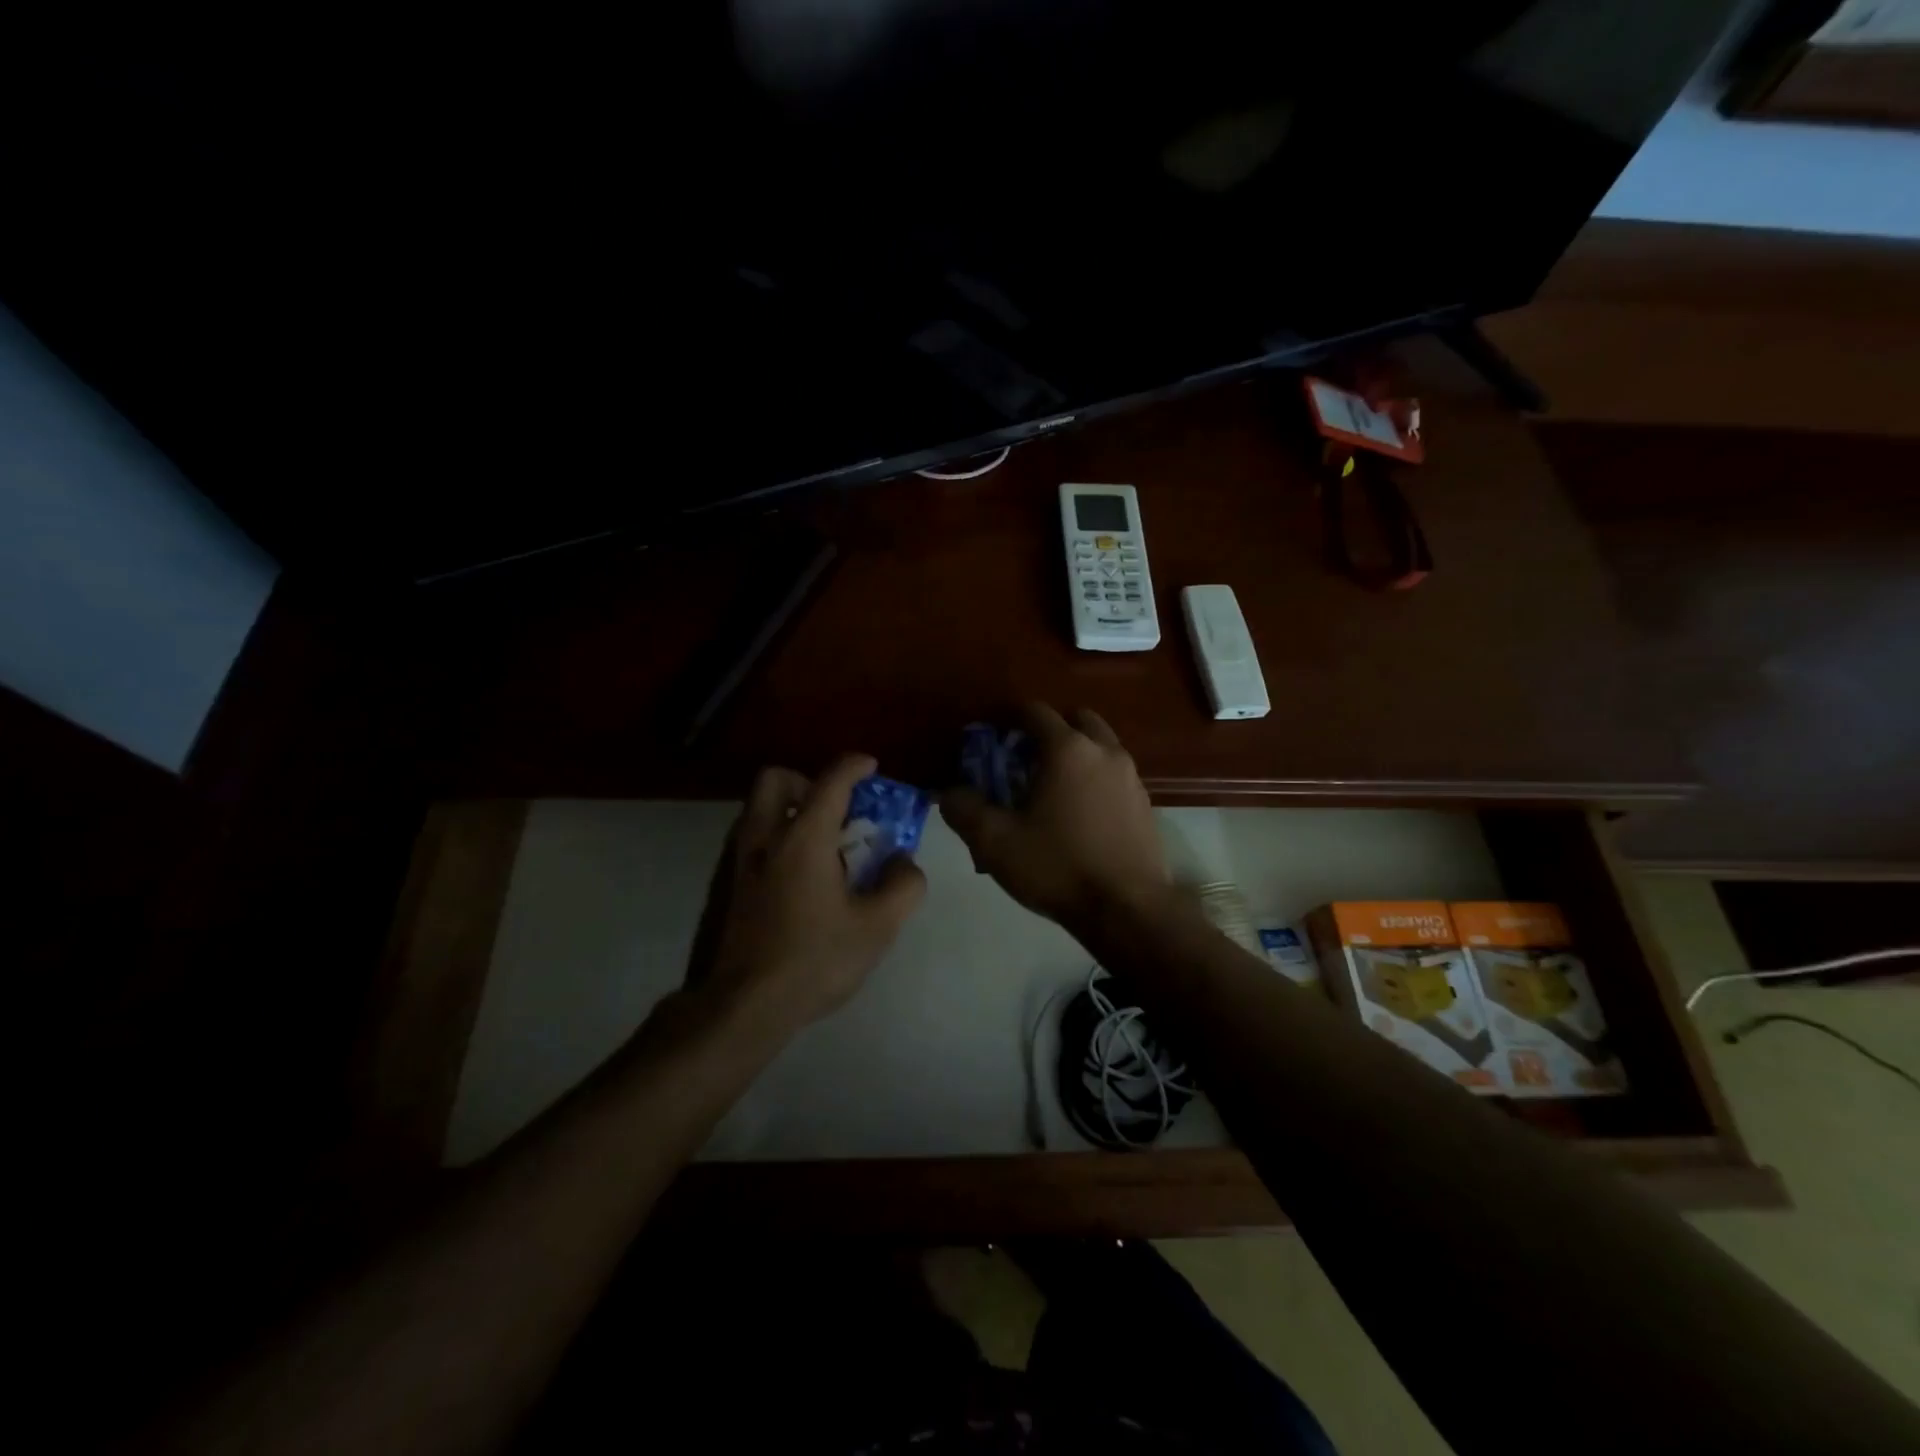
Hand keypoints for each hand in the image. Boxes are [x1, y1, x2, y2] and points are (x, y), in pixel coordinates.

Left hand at [690, 753, 926, 1034]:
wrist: (743, 1006)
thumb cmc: (815, 959)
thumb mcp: (878, 927)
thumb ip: (903, 885)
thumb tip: (903, 862)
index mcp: (803, 837)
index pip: (831, 781)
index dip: (854, 766)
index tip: (871, 767)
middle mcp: (765, 837)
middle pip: (776, 779)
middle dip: (807, 781)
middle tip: (834, 810)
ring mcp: (739, 861)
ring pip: (759, 809)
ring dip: (790, 810)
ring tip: (822, 847)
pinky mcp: (727, 885)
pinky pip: (752, 839)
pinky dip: (776, 839)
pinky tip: (799, 879)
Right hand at [940, 705, 1168, 930]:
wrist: (1128, 909)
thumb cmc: (1057, 867)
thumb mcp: (995, 843)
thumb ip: (964, 810)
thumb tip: (949, 792)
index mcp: (1067, 749)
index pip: (1035, 712)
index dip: (1008, 720)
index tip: (991, 738)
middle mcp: (1104, 751)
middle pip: (1075, 720)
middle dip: (1049, 731)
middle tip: (1025, 759)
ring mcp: (1130, 777)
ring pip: (1100, 746)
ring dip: (1076, 754)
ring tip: (1052, 788)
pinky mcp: (1145, 803)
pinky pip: (1114, 775)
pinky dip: (1095, 779)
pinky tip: (1080, 813)